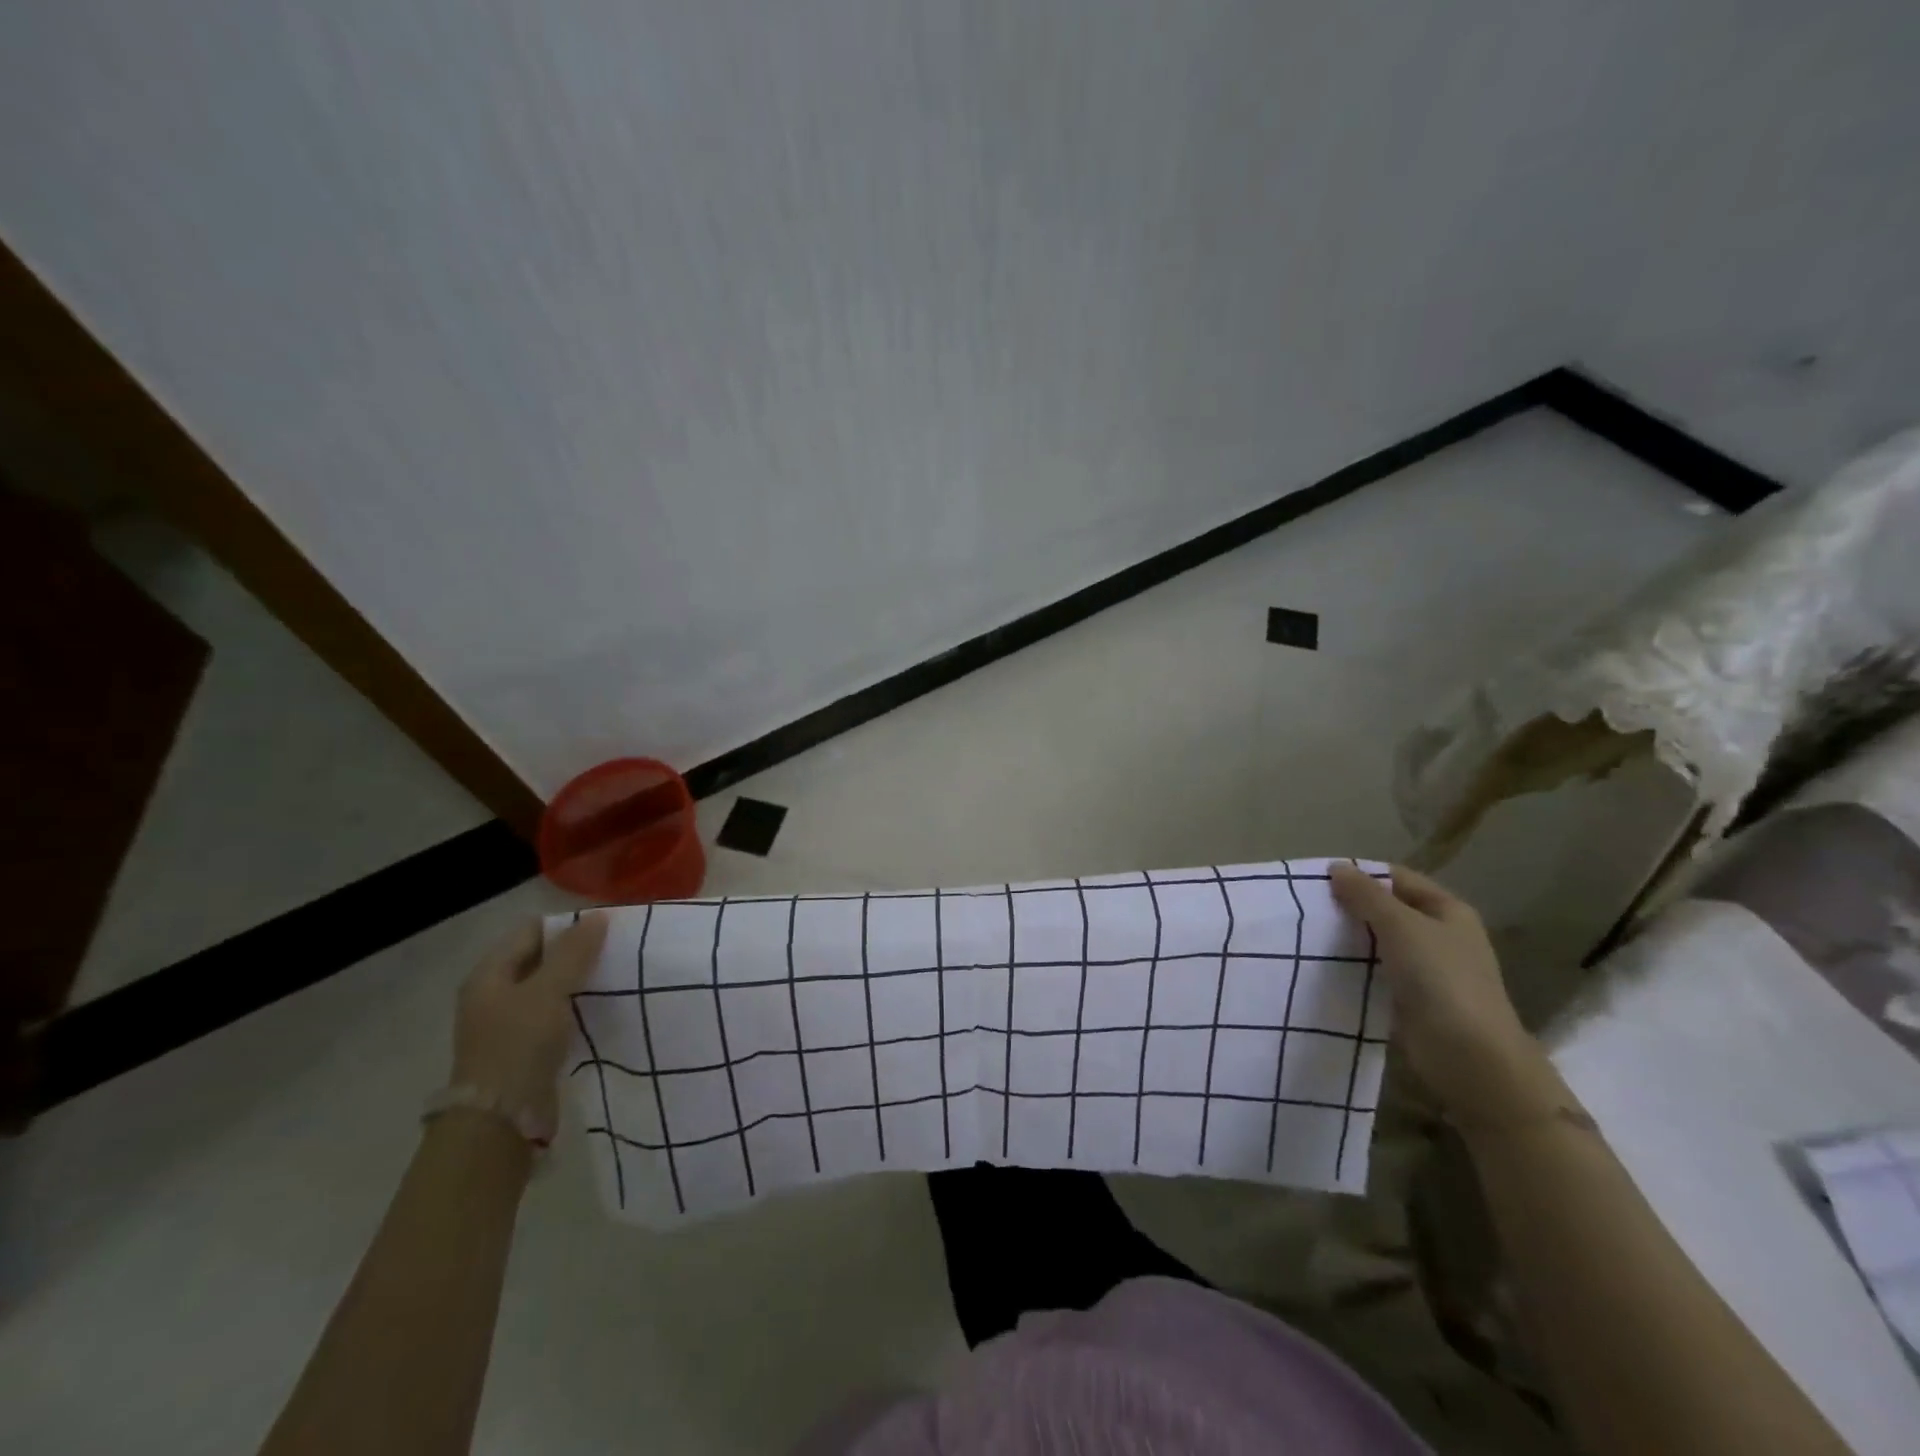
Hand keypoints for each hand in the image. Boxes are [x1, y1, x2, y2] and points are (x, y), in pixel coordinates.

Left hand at [451, 913, 607, 1131]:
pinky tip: (599, 1009)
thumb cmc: (519, 1045)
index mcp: (489, 974)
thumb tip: (598, 916)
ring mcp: (506, 1024)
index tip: (605, 927)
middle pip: (539, 958)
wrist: (500, 1121)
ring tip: (613, 977)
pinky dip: (574, 1007)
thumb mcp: (549, 991)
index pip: (531, 931)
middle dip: (575, 952)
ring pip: (548, 988)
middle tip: (615, 950)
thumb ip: (574, 952)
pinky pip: (553, 1015)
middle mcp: (493, 994)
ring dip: (577, 981)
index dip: (566, 924)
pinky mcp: (523, 1049)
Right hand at [1329, 864, 1552, 1121]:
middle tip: (1307, 907)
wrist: (1470, 1058)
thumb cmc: (1441, 980)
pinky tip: (1324, 966)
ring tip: (1307, 934)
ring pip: (1379, 942)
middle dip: (1350, 907)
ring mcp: (1427, 970)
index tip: (1318, 880)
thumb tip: (1337, 867)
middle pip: (1387, 910)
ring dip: (1349, 938)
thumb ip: (1366, 895)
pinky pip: (1377, 972)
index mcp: (1447, 910)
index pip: (1397, 878)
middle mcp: (1440, 935)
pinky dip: (1354, 967)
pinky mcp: (1411, 999)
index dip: (1361, 874)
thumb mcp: (1401, 926)